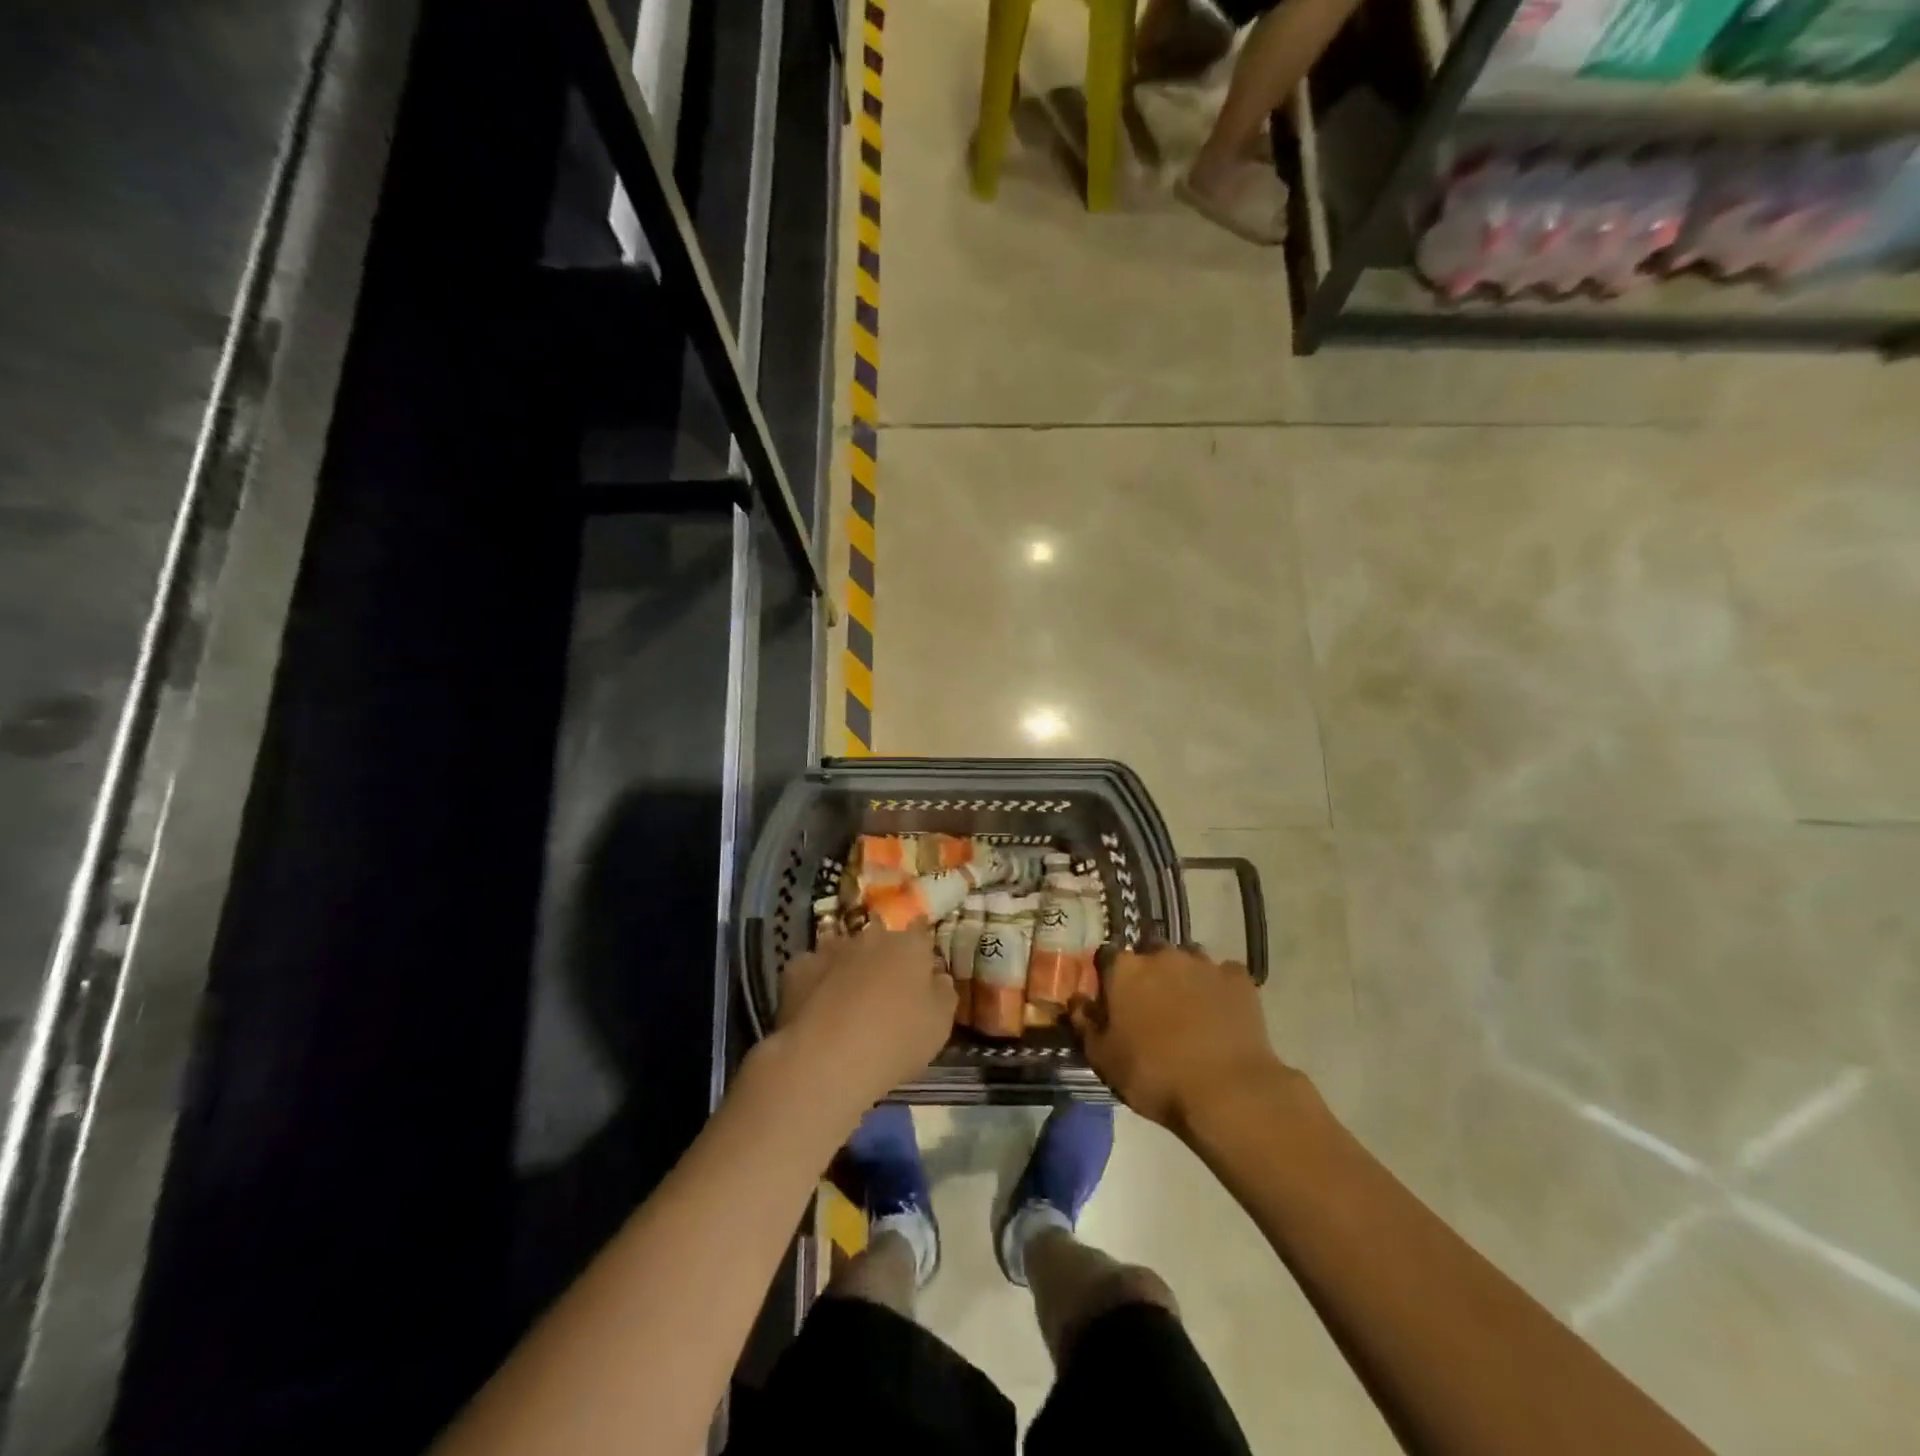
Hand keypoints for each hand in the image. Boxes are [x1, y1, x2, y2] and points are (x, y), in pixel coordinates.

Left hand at [774, 922, 955, 1112]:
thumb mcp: (939, 1025)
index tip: (921, 964)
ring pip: (844, 951)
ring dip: (849, 966)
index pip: (920, 931)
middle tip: (885, 989)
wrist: (827, 1057)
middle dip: (883, 957)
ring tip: (848, 1000)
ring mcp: (830, 949)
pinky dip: (816, 982)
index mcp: (909, 946)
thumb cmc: (896, 1040)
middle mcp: (870, 937)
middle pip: (880, 940)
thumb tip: (937, 977)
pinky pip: (812, 969)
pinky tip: (816, 1007)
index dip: (921, 946)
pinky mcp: (798, 968)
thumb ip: (943, 994)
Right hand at [1070, 943, 1289, 1134]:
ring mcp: (1203, 963)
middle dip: (1148, 971)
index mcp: (1125, 970)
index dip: (1108, 976)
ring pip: (1187, 958)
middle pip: (1149, 952)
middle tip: (1150, 1003)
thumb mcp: (1104, 1059)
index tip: (1111, 998)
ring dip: (1183, 975)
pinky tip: (1221, 1011)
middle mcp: (1162, 955)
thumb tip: (1076, 1001)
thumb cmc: (1155, 1076)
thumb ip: (1085, 1024)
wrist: (1227, 1092)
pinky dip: (1219, 987)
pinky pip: (1224, 974)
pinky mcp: (1239, 979)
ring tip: (1188, 1006)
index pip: (1106, 956)